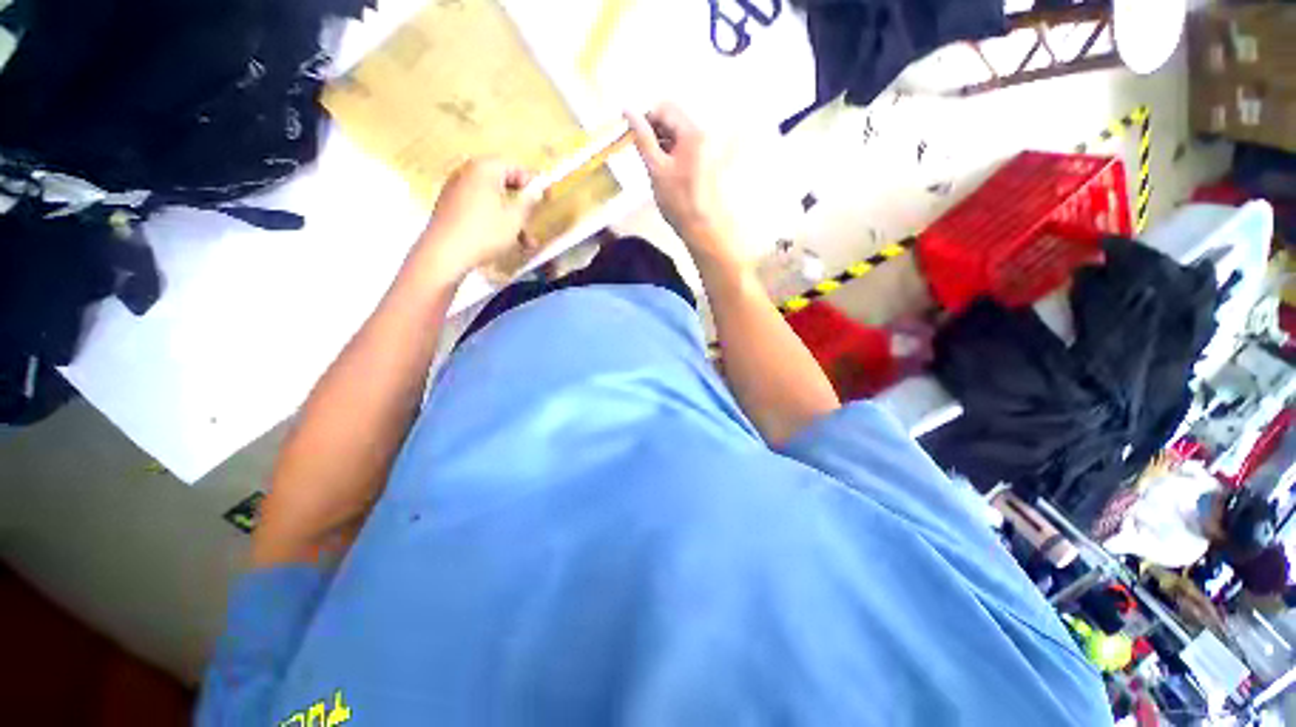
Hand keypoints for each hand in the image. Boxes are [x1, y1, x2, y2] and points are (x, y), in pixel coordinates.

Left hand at [415, 158, 536, 279]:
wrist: (444, 254)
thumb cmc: (485, 233)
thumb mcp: (515, 219)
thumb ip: (529, 202)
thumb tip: (537, 190)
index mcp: (484, 168)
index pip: (515, 167)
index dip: (534, 182)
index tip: (547, 199)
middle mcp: (466, 172)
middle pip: (502, 182)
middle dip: (522, 203)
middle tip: (535, 219)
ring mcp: (455, 189)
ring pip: (492, 199)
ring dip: (511, 217)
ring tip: (525, 242)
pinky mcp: (448, 206)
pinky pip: (478, 207)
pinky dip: (494, 220)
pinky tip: (504, 241)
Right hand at [625, 104, 738, 266]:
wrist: (703, 228)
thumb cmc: (679, 202)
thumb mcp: (656, 169)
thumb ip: (642, 139)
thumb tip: (628, 112)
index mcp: (693, 133)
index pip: (665, 108)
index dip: (645, 118)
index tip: (632, 135)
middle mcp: (703, 135)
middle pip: (673, 119)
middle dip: (654, 130)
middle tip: (640, 151)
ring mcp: (707, 148)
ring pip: (678, 134)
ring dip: (661, 142)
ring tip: (652, 164)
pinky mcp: (706, 161)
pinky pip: (684, 147)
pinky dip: (671, 153)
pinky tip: (664, 170)